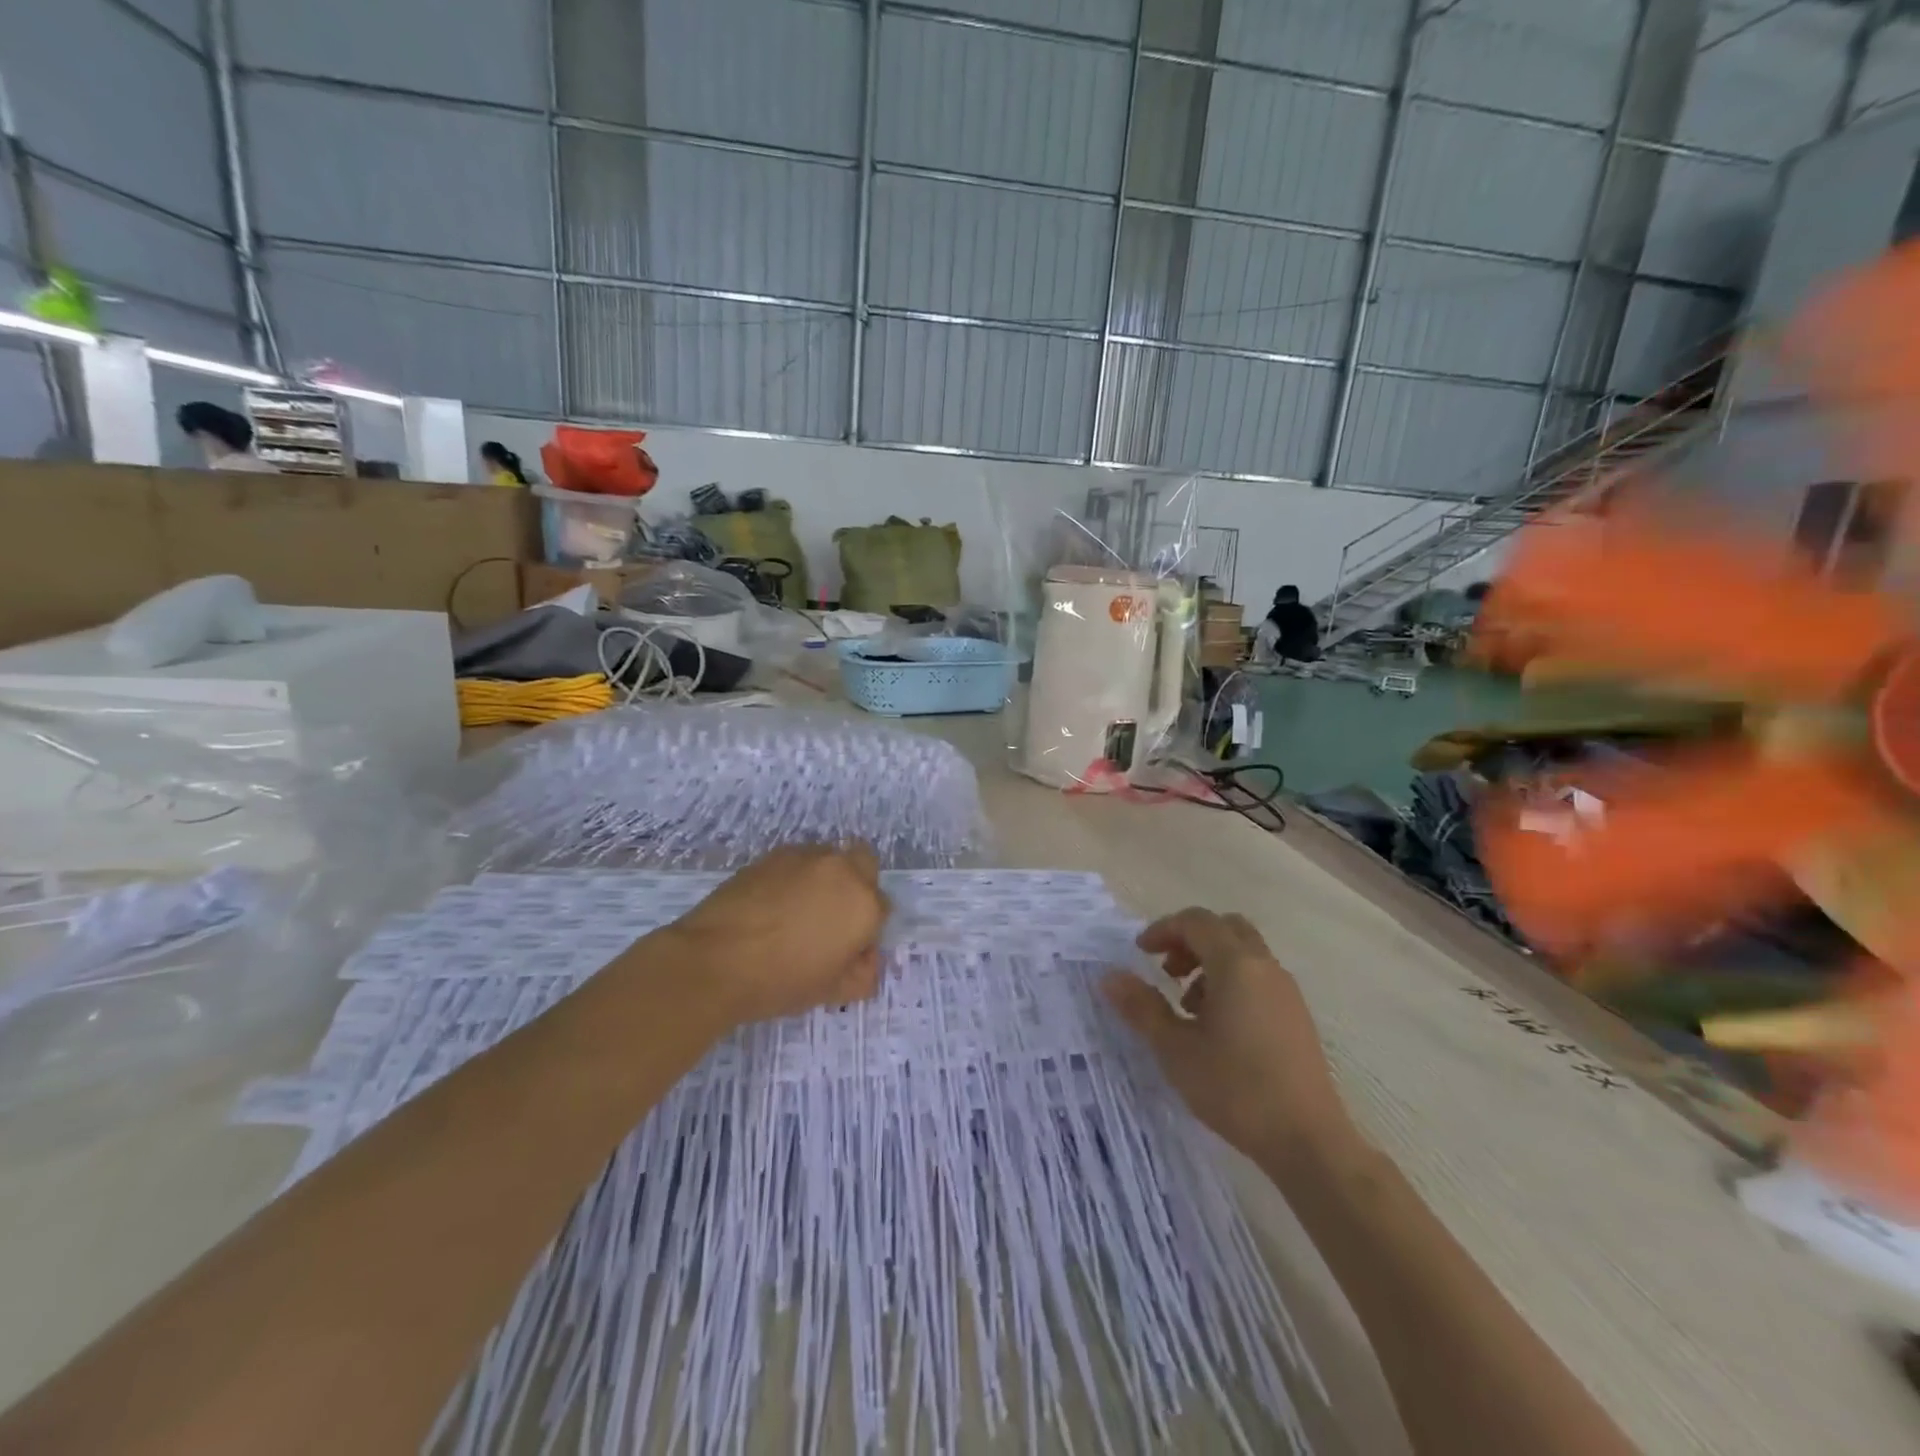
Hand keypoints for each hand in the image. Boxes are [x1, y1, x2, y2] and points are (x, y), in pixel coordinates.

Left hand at [656, 844, 887, 1027]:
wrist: (715, 961)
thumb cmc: (781, 981)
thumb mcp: (833, 991)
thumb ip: (863, 973)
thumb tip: (864, 958)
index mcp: (864, 903)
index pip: (882, 908)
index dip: (867, 929)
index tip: (847, 947)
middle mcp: (841, 870)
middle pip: (864, 864)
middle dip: (856, 884)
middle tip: (831, 917)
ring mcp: (805, 857)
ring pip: (829, 858)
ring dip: (824, 877)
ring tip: (797, 910)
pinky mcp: (772, 855)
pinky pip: (796, 862)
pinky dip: (793, 877)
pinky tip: (772, 904)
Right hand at [1103, 908, 1356, 1172]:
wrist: (1308, 1141)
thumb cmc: (1235, 1089)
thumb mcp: (1175, 1049)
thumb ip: (1141, 1007)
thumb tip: (1109, 977)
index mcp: (1236, 965)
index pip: (1196, 922)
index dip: (1163, 929)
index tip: (1139, 953)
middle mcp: (1265, 967)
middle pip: (1225, 928)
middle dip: (1190, 940)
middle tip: (1166, 970)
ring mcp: (1286, 991)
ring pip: (1244, 952)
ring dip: (1210, 962)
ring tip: (1187, 1005)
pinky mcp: (1296, 1016)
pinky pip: (1258, 977)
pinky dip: (1232, 981)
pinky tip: (1218, 1026)